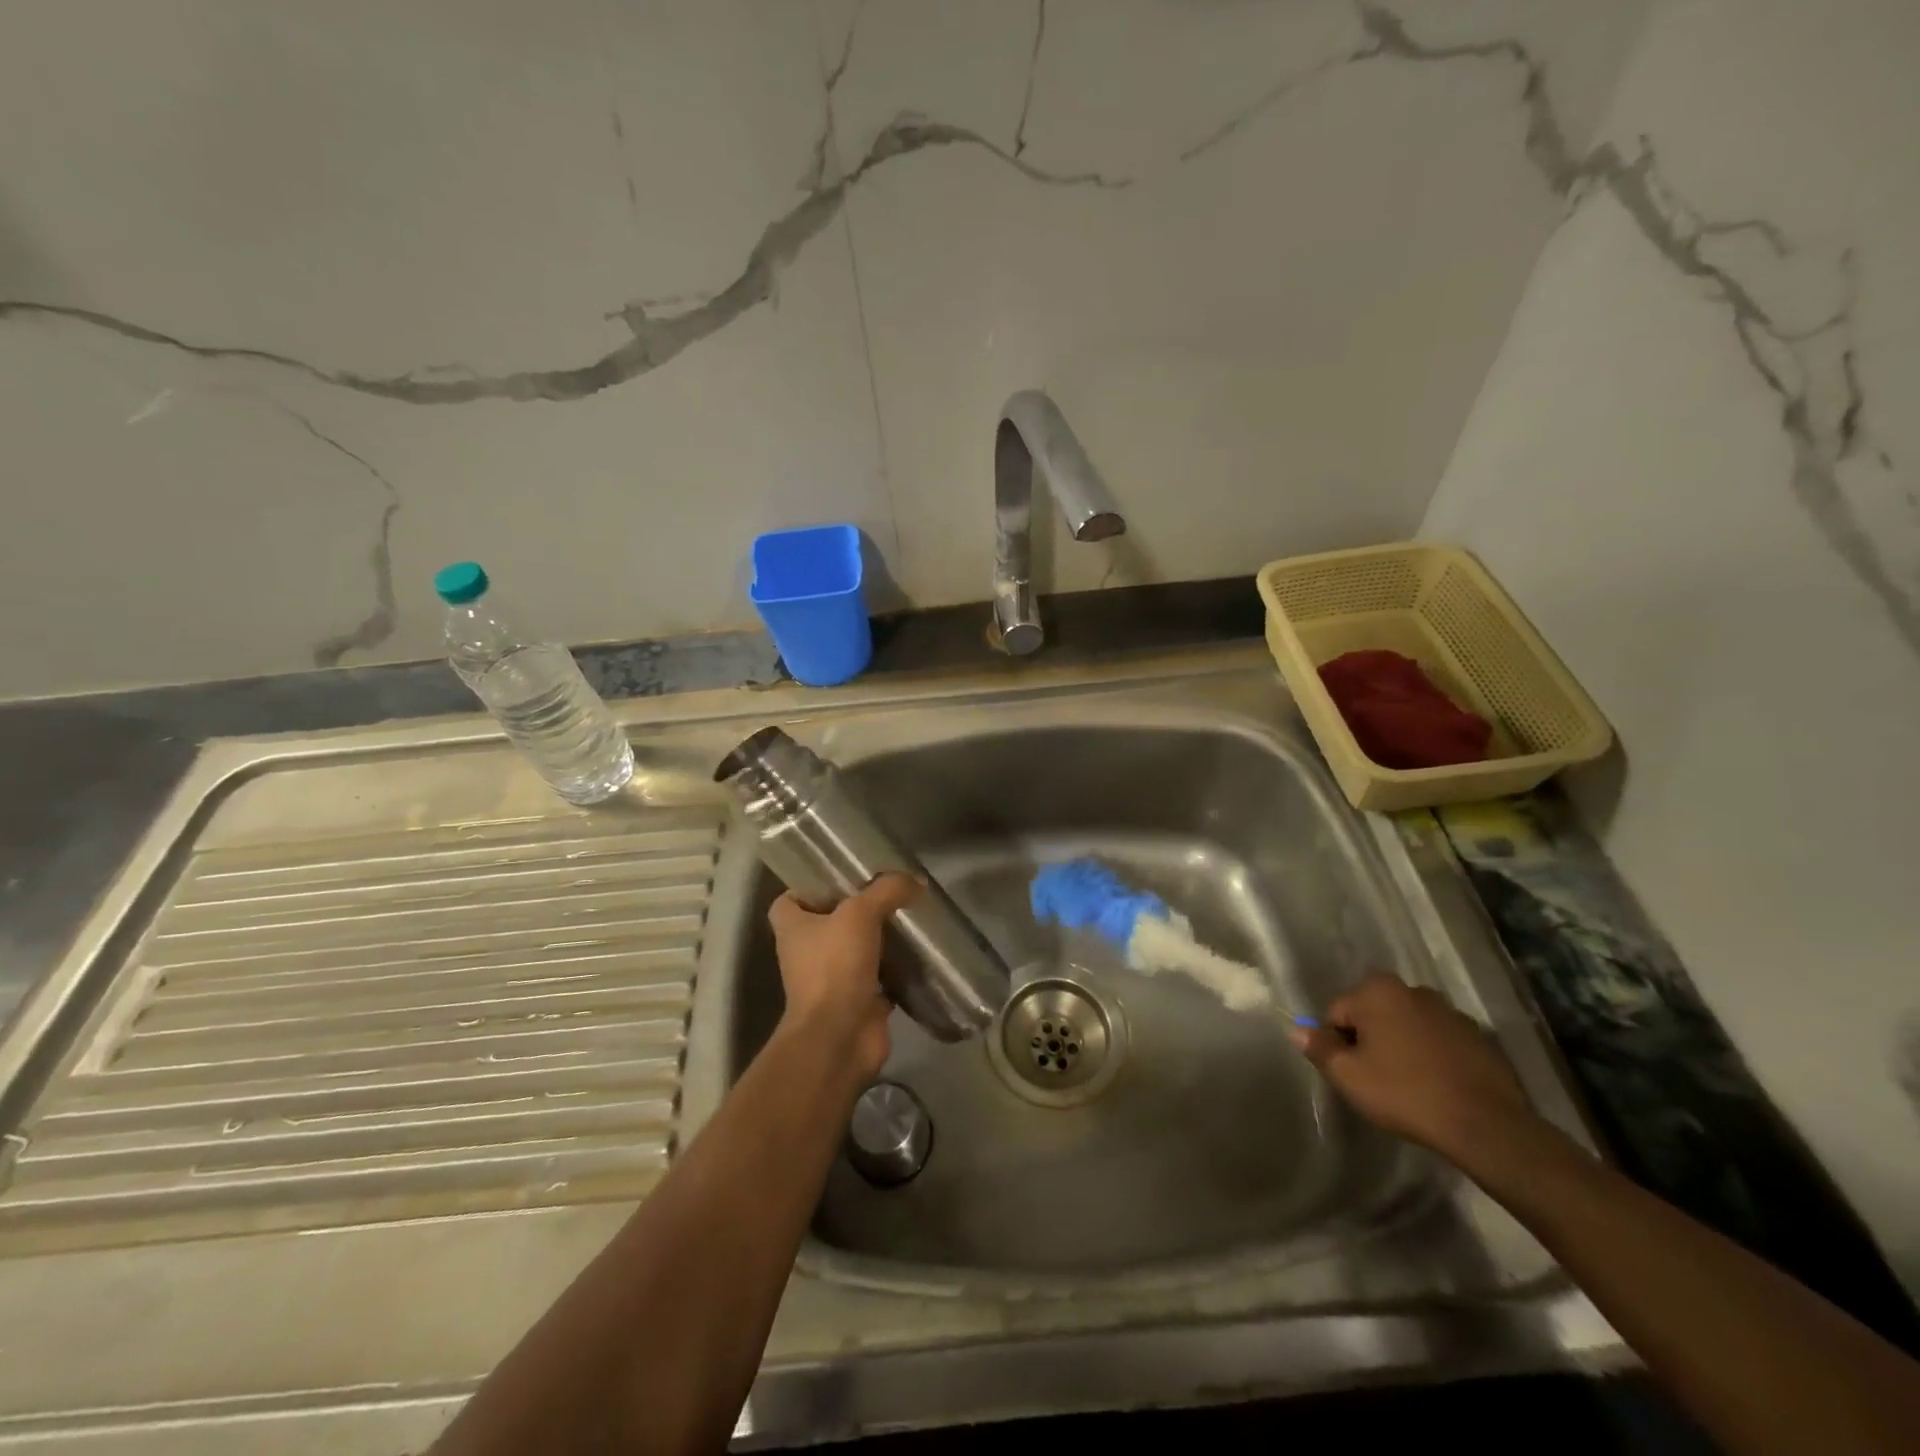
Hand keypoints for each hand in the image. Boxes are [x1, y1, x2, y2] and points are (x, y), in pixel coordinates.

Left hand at [767, 874, 918, 1082]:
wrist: (839, 1037)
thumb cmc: (834, 968)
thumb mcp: (860, 914)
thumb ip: (886, 891)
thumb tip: (914, 880)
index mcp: (793, 928)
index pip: (789, 900)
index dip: (810, 887)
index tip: (841, 877)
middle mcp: (806, 953)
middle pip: (828, 923)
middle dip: (855, 910)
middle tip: (886, 892)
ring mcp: (831, 980)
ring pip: (855, 951)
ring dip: (878, 939)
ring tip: (907, 917)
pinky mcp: (857, 1002)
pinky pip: (878, 978)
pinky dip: (895, 969)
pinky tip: (917, 953)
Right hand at [1290, 972, 1535, 1162]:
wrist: (1486, 1126)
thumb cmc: (1405, 1093)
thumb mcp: (1349, 1076)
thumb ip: (1320, 1048)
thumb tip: (1297, 1031)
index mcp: (1377, 991)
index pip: (1338, 1013)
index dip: (1338, 1044)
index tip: (1353, 1073)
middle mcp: (1413, 990)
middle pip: (1373, 1014)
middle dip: (1370, 1040)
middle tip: (1377, 1079)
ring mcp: (1450, 1011)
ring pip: (1407, 1026)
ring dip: (1402, 1046)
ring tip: (1409, 1084)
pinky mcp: (1479, 1036)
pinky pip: (1439, 1041)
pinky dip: (1432, 1056)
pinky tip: (1437, 1085)